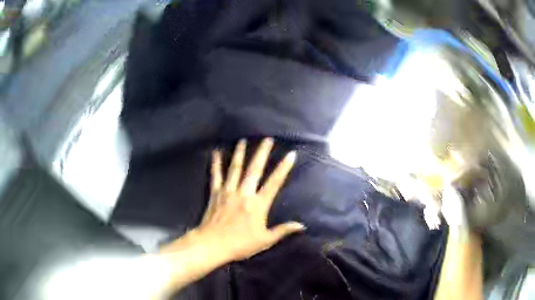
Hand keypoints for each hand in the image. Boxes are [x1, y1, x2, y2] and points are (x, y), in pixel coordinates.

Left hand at [195, 138, 304, 260]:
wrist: (213, 245)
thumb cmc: (240, 244)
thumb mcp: (265, 240)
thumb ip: (283, 231)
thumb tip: (302, 226)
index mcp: (258, 204)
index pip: (274, 183)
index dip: (283, 168)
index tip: (291, 154)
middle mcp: (244, 193)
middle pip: (254, 169)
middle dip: (262, 153)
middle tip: (267, 139)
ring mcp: (228, 191)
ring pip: (235, 168)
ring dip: (240, 153)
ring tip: (243, 140)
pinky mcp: (215, 193)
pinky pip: (216, 175)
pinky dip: (216, 163)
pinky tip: (216, 151)